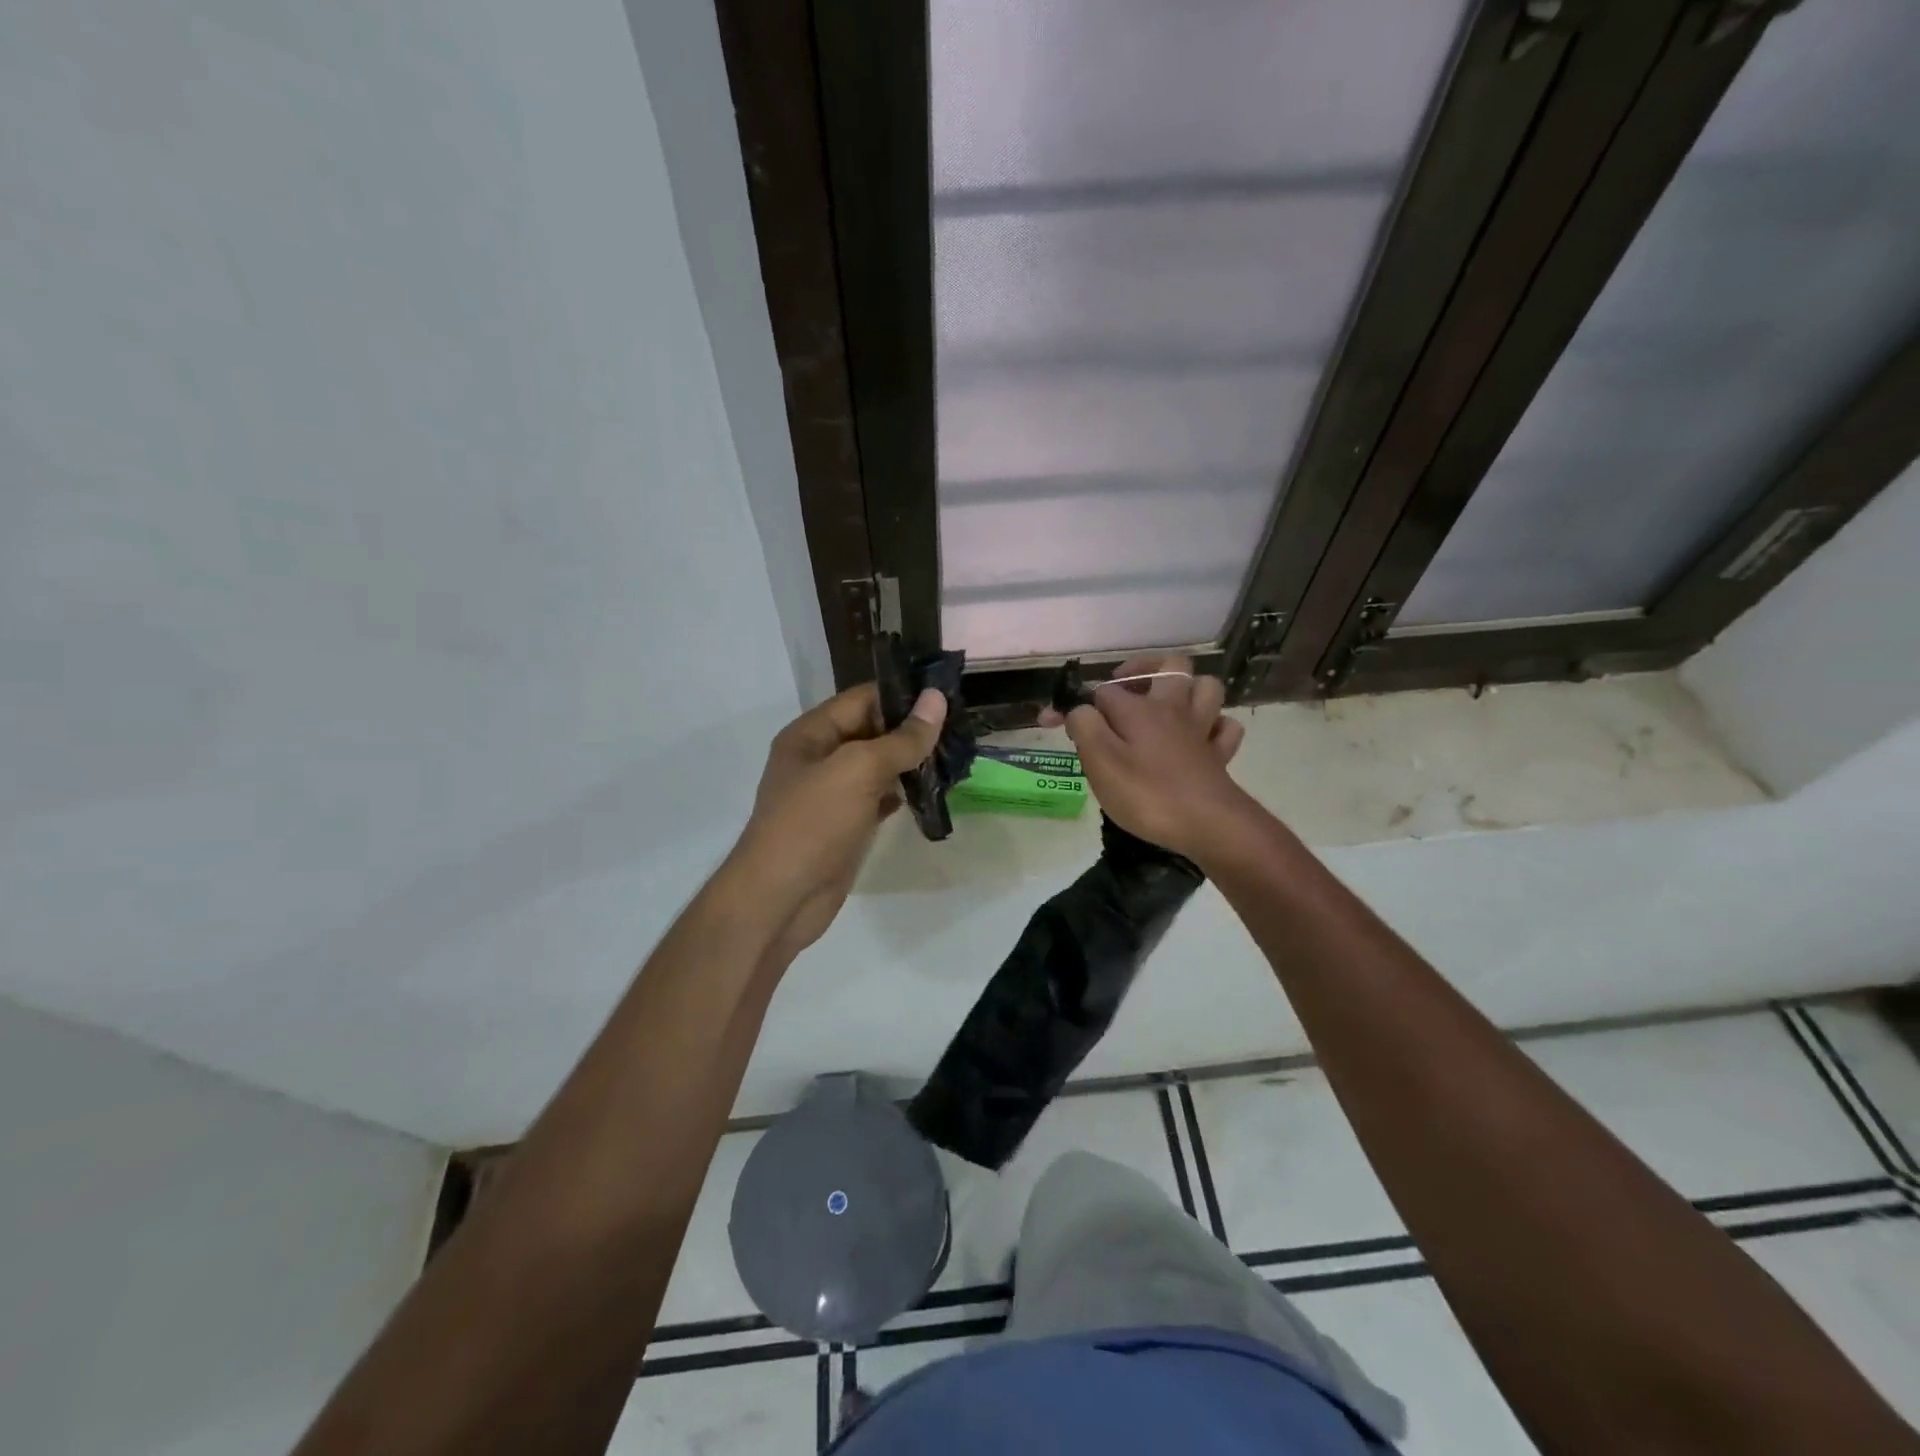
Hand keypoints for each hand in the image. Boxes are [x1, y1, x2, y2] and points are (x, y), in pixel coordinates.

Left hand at [733, 682, 946, 961]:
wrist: (780, 899)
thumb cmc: (813, 824)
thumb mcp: (859, 770)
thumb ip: (901, 738)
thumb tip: (936, 699)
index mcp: (811, 734)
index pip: (862, 699)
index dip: (903, 696)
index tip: (948, 697)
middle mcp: (818, 758)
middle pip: (871, 731)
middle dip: (912, 730)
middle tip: (960, 729)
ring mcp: (831, 794)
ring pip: (878, 766)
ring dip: (911, 762)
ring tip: (954, 757)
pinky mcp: (844, 825)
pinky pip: (878, 798)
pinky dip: (903, 793)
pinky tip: (932, 792)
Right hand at [1038, 654, 1247, 859]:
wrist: (1209, 824)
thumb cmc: (1147, 794)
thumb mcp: (1100, 762)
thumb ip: (1084, 727)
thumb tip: (1079, 709)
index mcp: (1139, 709)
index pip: (1102, 692)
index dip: (1076, 704)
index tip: (1051, 722)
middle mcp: (1173, 709)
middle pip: (1170, 666)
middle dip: (1145, 668)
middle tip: (1124, 688)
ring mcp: (1201, 730)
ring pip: (1206, 687)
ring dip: (1186, 689)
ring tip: (1165, 705)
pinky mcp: (1219, 756)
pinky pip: (1223, 727)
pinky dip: (1212, 725)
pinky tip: (1198, 736)